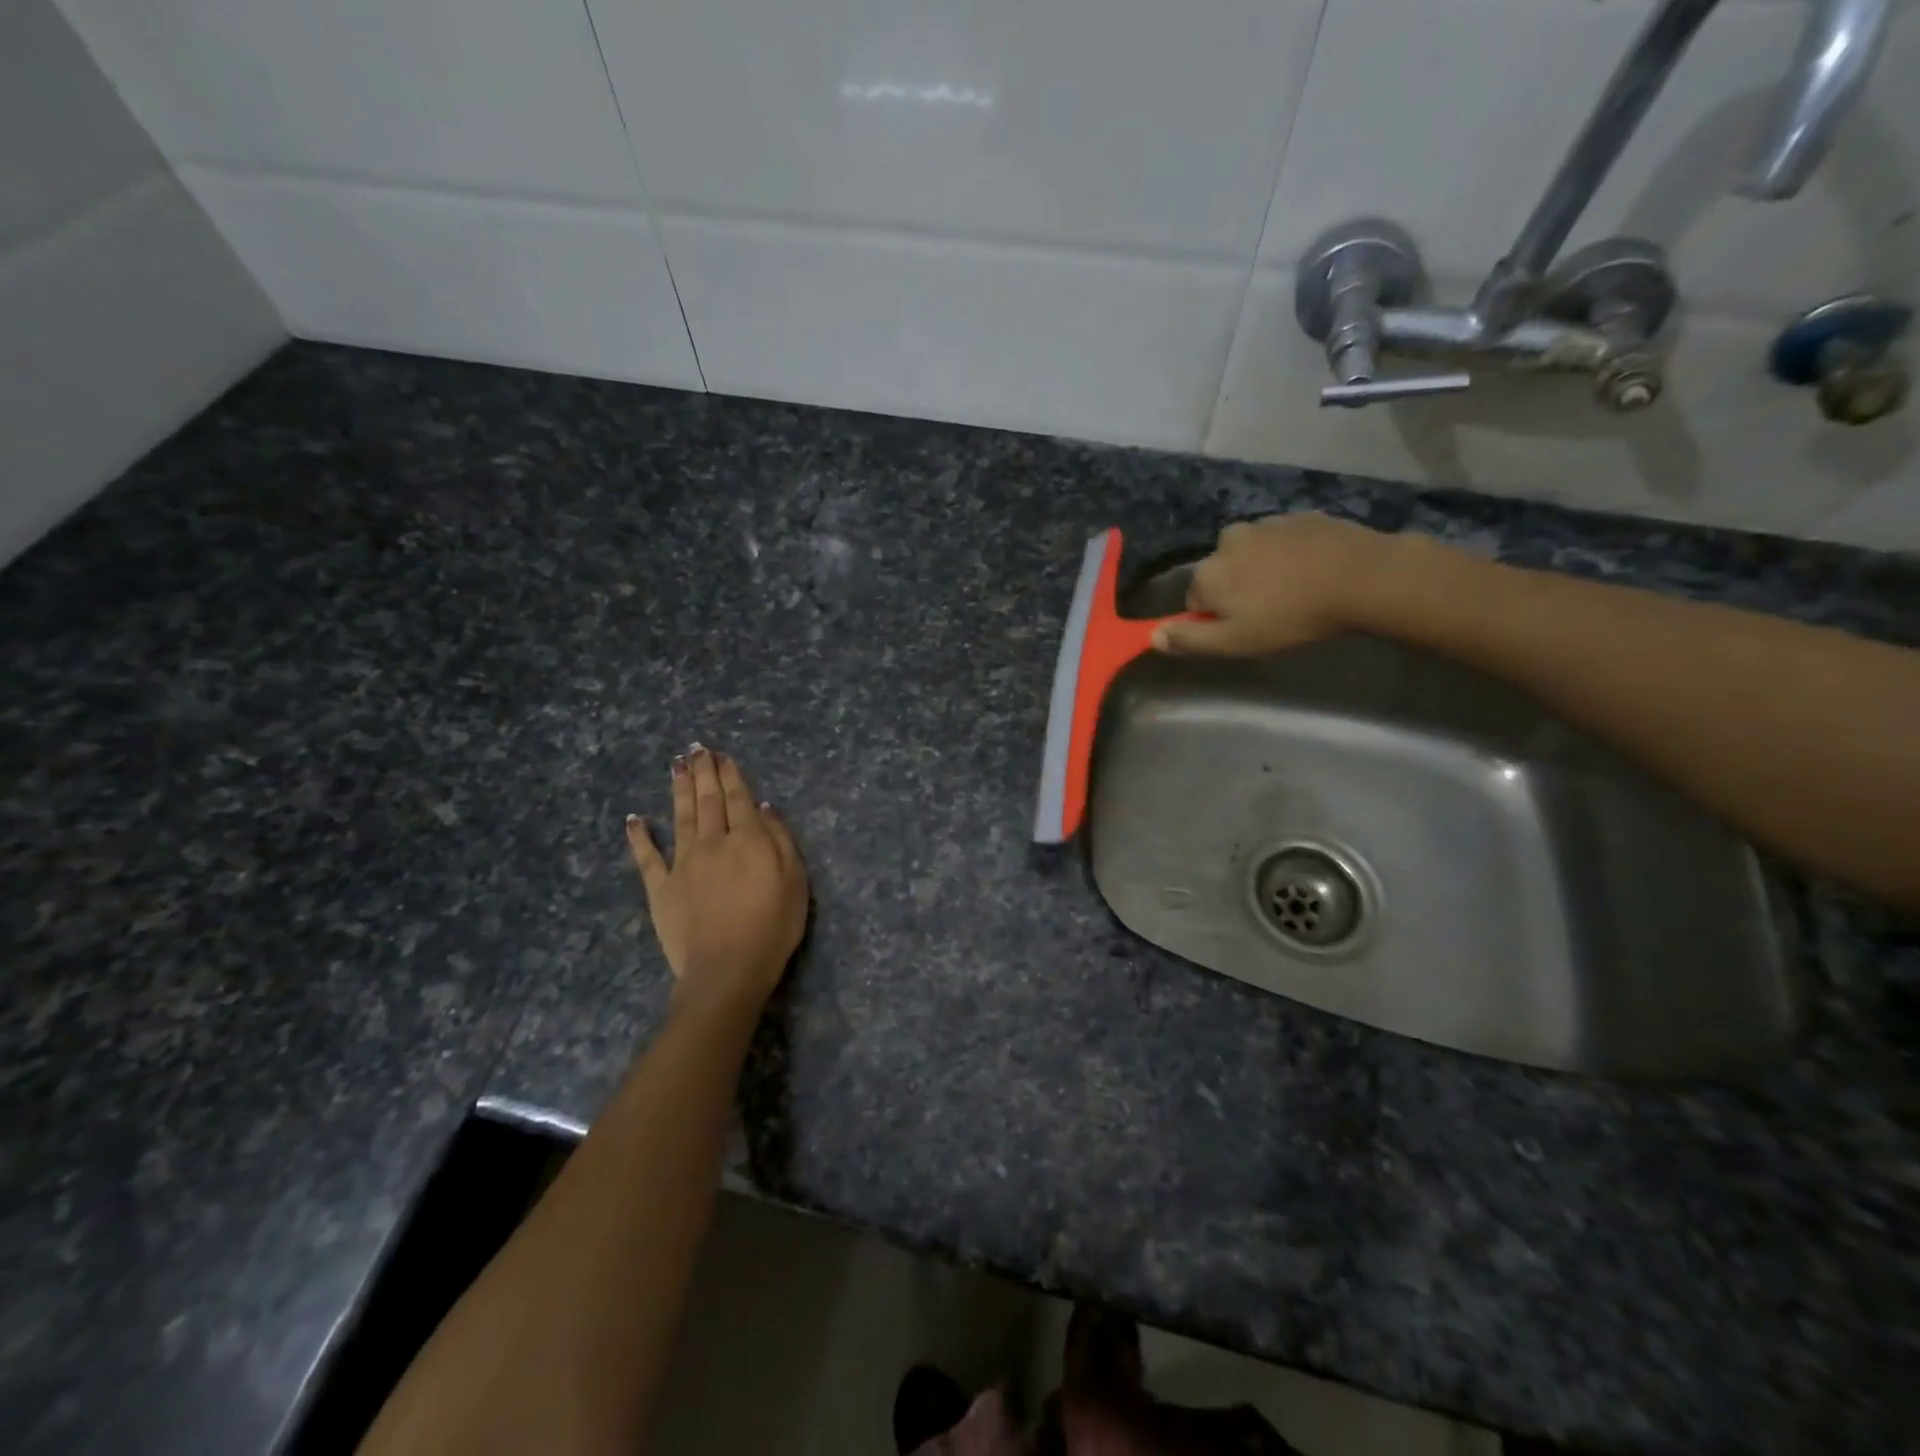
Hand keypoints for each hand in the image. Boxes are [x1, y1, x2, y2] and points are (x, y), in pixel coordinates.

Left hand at [626, 746, 808, 1018]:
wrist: (727, 969)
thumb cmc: (772, 927)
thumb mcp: (795, 881)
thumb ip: (780, 840)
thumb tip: (764, 808)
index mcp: (747, 839)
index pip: (739, 799)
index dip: (731, 775)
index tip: (723, 756)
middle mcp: (713, 842)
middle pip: (708, 801)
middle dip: (703, 773)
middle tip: (697, 749)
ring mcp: (683, 864)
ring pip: (680, 818)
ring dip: (678, 789)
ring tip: (676, 765)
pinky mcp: (661, 888)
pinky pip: (647, 858)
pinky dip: (639, 836)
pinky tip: (633, 818)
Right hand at [1152, 513, 1400, 656]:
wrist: (1359, 576)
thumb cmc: (1290, 617)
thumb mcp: (1235, 642)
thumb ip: (1189, 639)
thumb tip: (1152, 635)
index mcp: (1207, 573)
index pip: (1194, 601)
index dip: (1216, 618)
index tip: (1244, 629)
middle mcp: (1225, 541)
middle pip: (1220, 573)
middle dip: (1236, 590)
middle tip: (1271, 611)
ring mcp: (1263, 524)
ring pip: (1249, 554)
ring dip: (1261, 570)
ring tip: (1293, 590)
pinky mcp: (1296, 516)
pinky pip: (1279, 540)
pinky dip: (1287, 554)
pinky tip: (1310, 571)